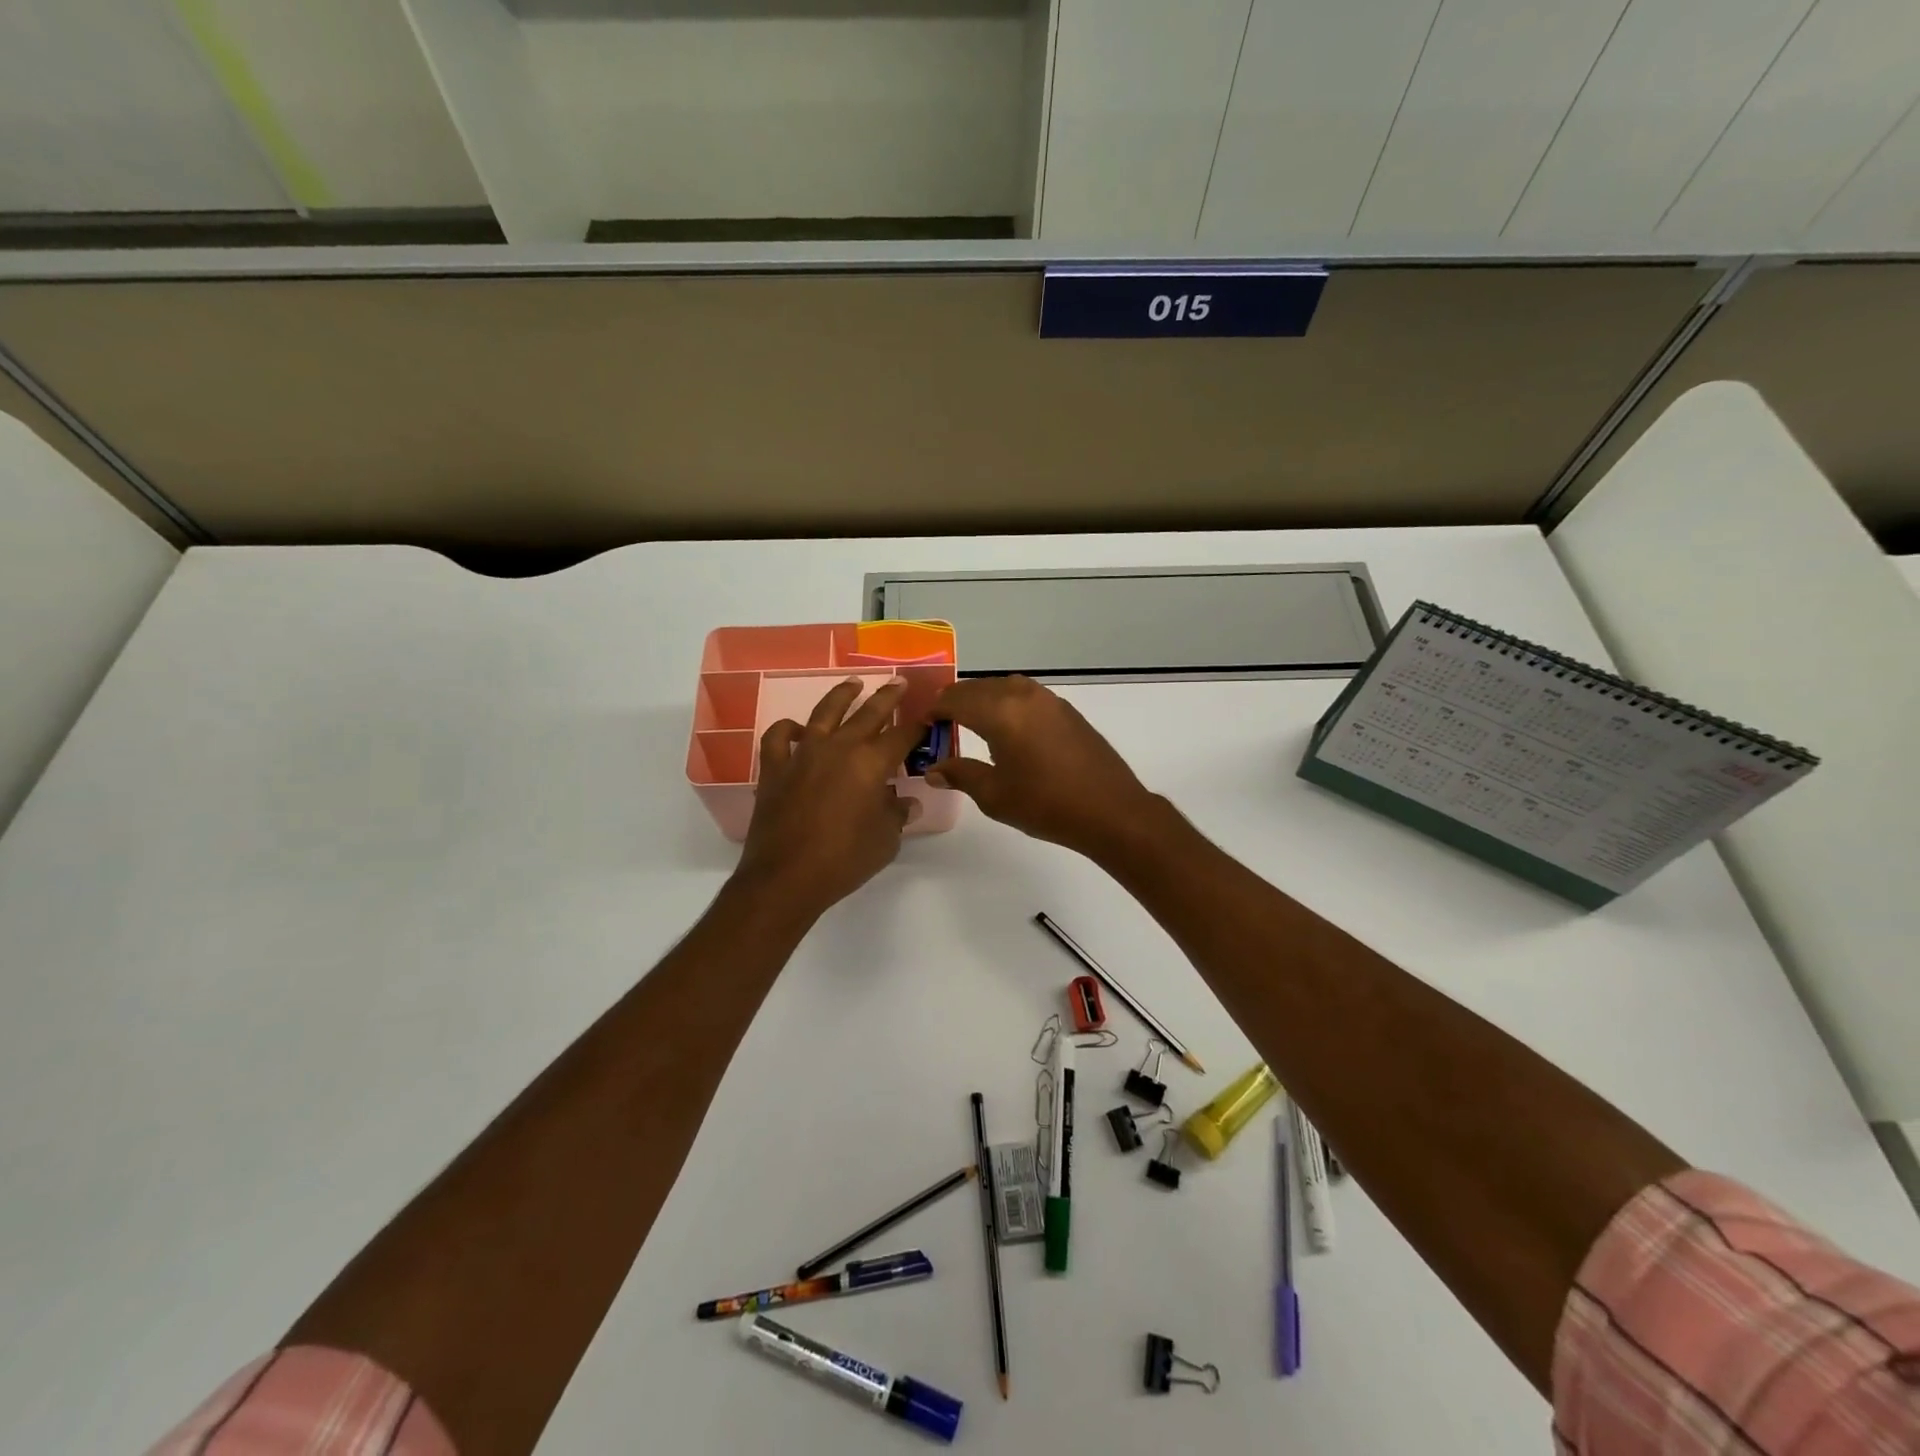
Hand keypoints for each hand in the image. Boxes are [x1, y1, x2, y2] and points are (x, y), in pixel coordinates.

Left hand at [735, 678, 923, 916]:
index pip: (902, 736)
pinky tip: (798, 729)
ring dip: (842, 696)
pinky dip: (789, 729)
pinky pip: (779, 737)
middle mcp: (838, 748)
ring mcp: (803, 754)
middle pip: (868, 713)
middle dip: (888, 697)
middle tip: (899, 682)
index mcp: (871, 763)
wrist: (786, 878)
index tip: (927, 719)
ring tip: (854, 684)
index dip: (917, 727)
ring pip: (825, 713)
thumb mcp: (886, 840)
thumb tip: (906, 802)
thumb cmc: (845, 860)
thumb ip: (897, 815)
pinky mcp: (774, 768)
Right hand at [926, 676, 1161, 859]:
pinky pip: (1025, 695)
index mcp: (1001, 712)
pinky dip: (1006, 703)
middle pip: (978, 688)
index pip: (955, 699)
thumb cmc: (1047, 805)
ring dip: (982, 699)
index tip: (922, 723)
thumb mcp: (995, 795)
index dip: (935, 709)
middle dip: (955, 701)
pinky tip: (1006, 729)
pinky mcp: (1066, 710)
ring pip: (1003, 687)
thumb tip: (934, 769)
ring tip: (971, 723)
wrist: (1111, 810)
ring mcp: (1049, 700)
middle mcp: (1023, 695)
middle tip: (941, 724)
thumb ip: (961, 774)